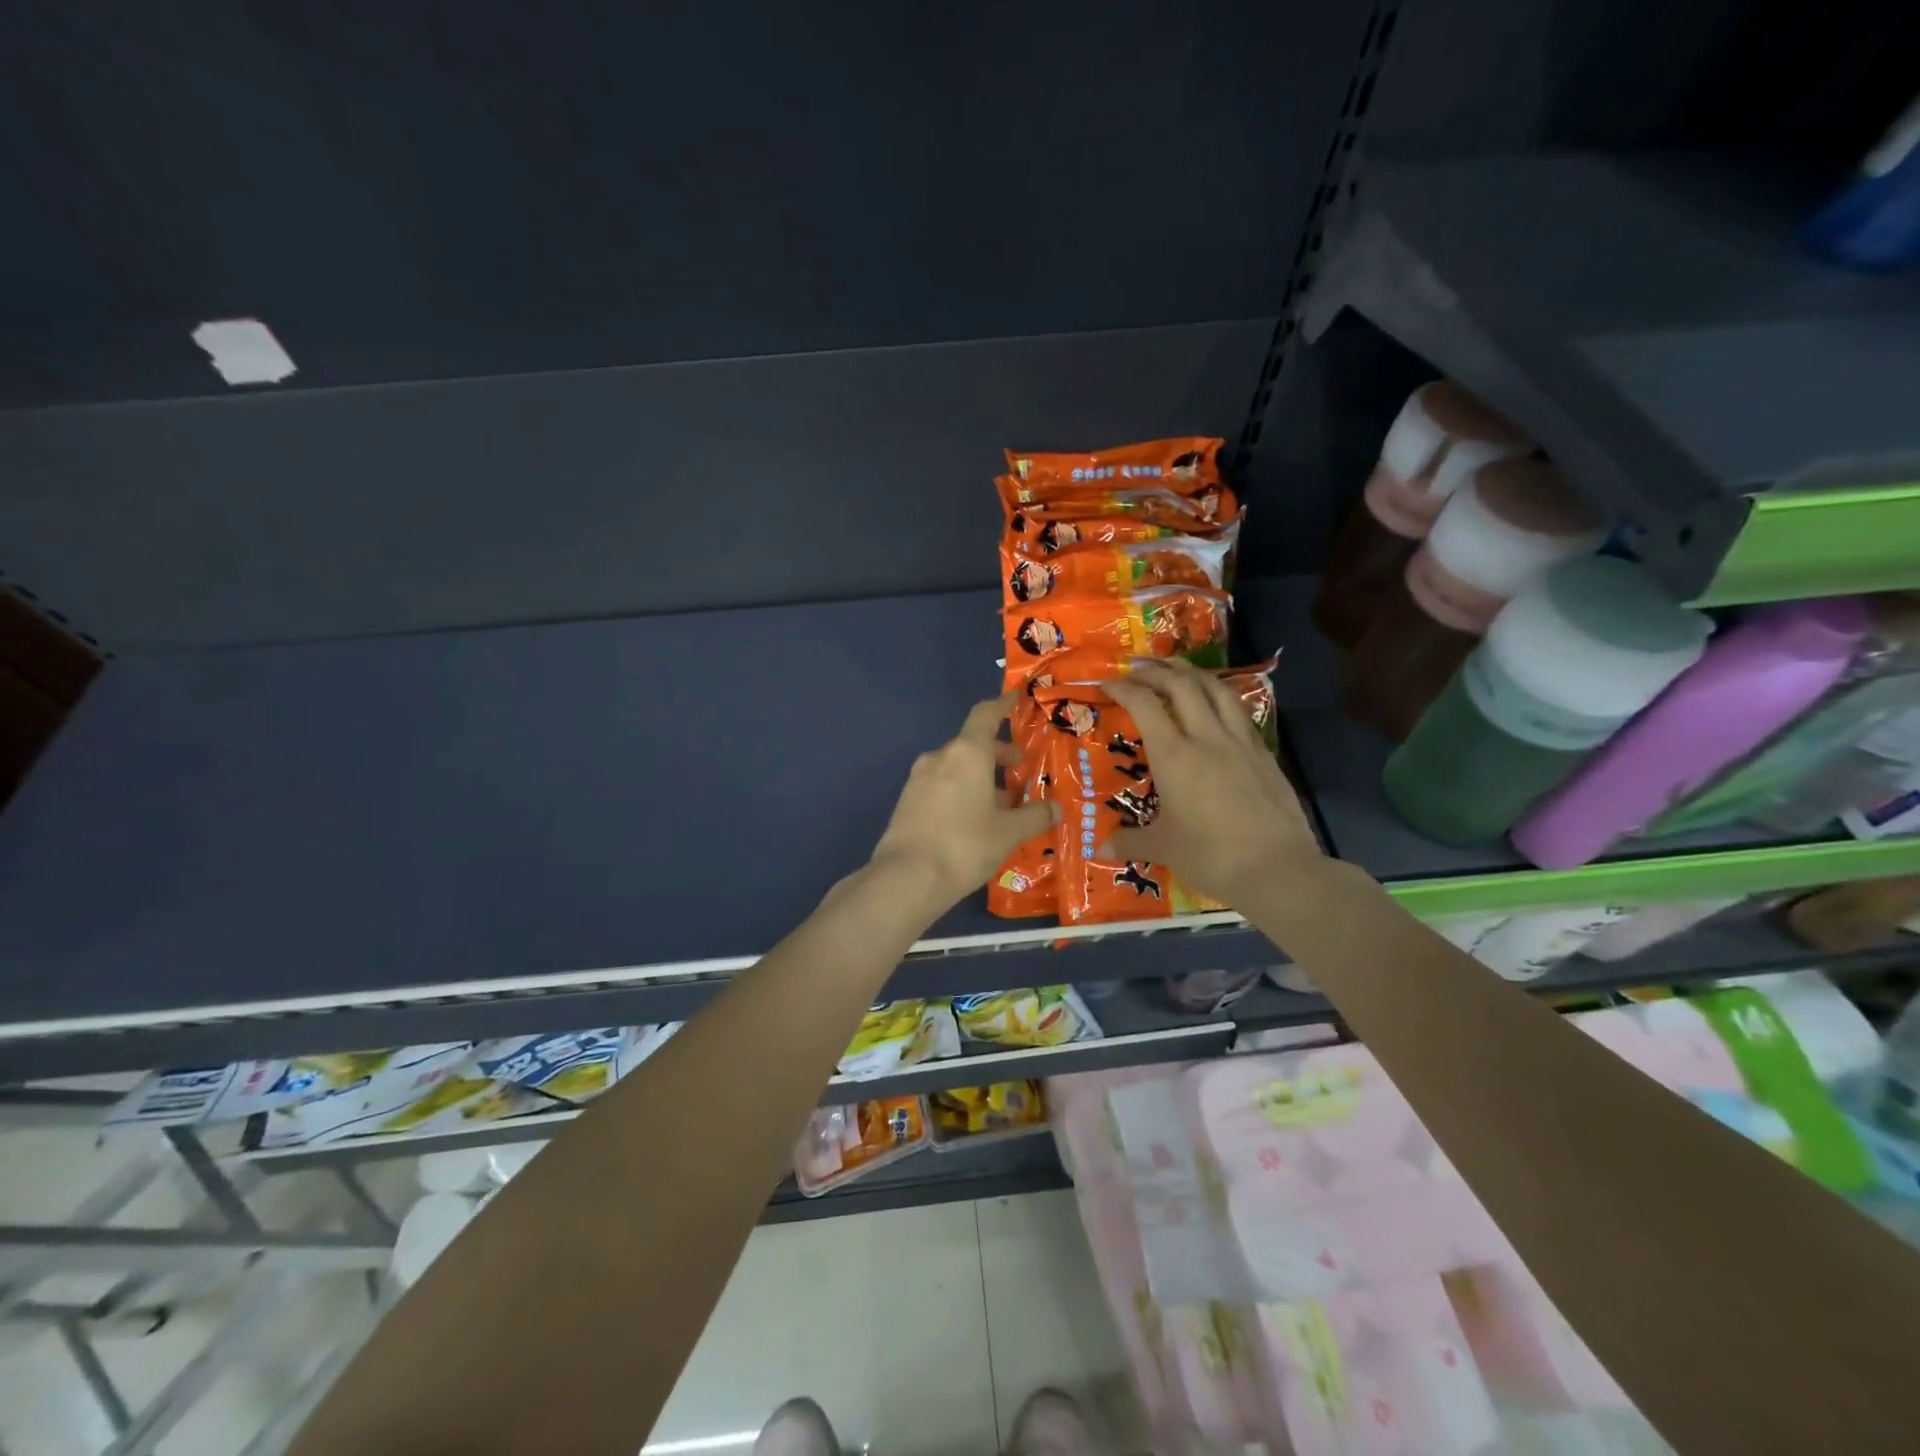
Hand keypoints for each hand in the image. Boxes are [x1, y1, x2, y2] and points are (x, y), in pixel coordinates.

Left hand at [870, 694, 1060, 916]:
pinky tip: (974, 819)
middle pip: (972, 744)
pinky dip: (961, 791)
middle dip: (997, 754)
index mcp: (967, 753)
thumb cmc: (965, 845)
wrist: (906, 878)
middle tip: (1019, 770)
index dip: (1003, 705)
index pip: (985, 715)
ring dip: (980, 777)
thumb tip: (1055, 808)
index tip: (1016, 698)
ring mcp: (918, 779)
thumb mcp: (1008, 832)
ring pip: (956, 767)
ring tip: (1002, 803)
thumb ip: (1035, 816)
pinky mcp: (907, 802)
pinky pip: (941, 786)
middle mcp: (940, 757)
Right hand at [1102, 659, 1322, 907]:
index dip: (1123, 688)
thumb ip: (1131, 841)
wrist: (1277, 868)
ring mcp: (1239, 742)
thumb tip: (1101, 849)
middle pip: (1181, 685)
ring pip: (1216, 689)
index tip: (1106, 683)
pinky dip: (1220, 695)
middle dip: (1156, 670)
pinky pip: (1238, 710)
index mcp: (1174, 756)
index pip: (1144, 705)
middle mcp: (1206, 737)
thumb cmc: (1211, 856)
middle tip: (1138, 667)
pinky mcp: (1263, 753)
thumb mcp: (1164, 848)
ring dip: (1192, 672)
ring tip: (1176, 668)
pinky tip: (1216, 701)